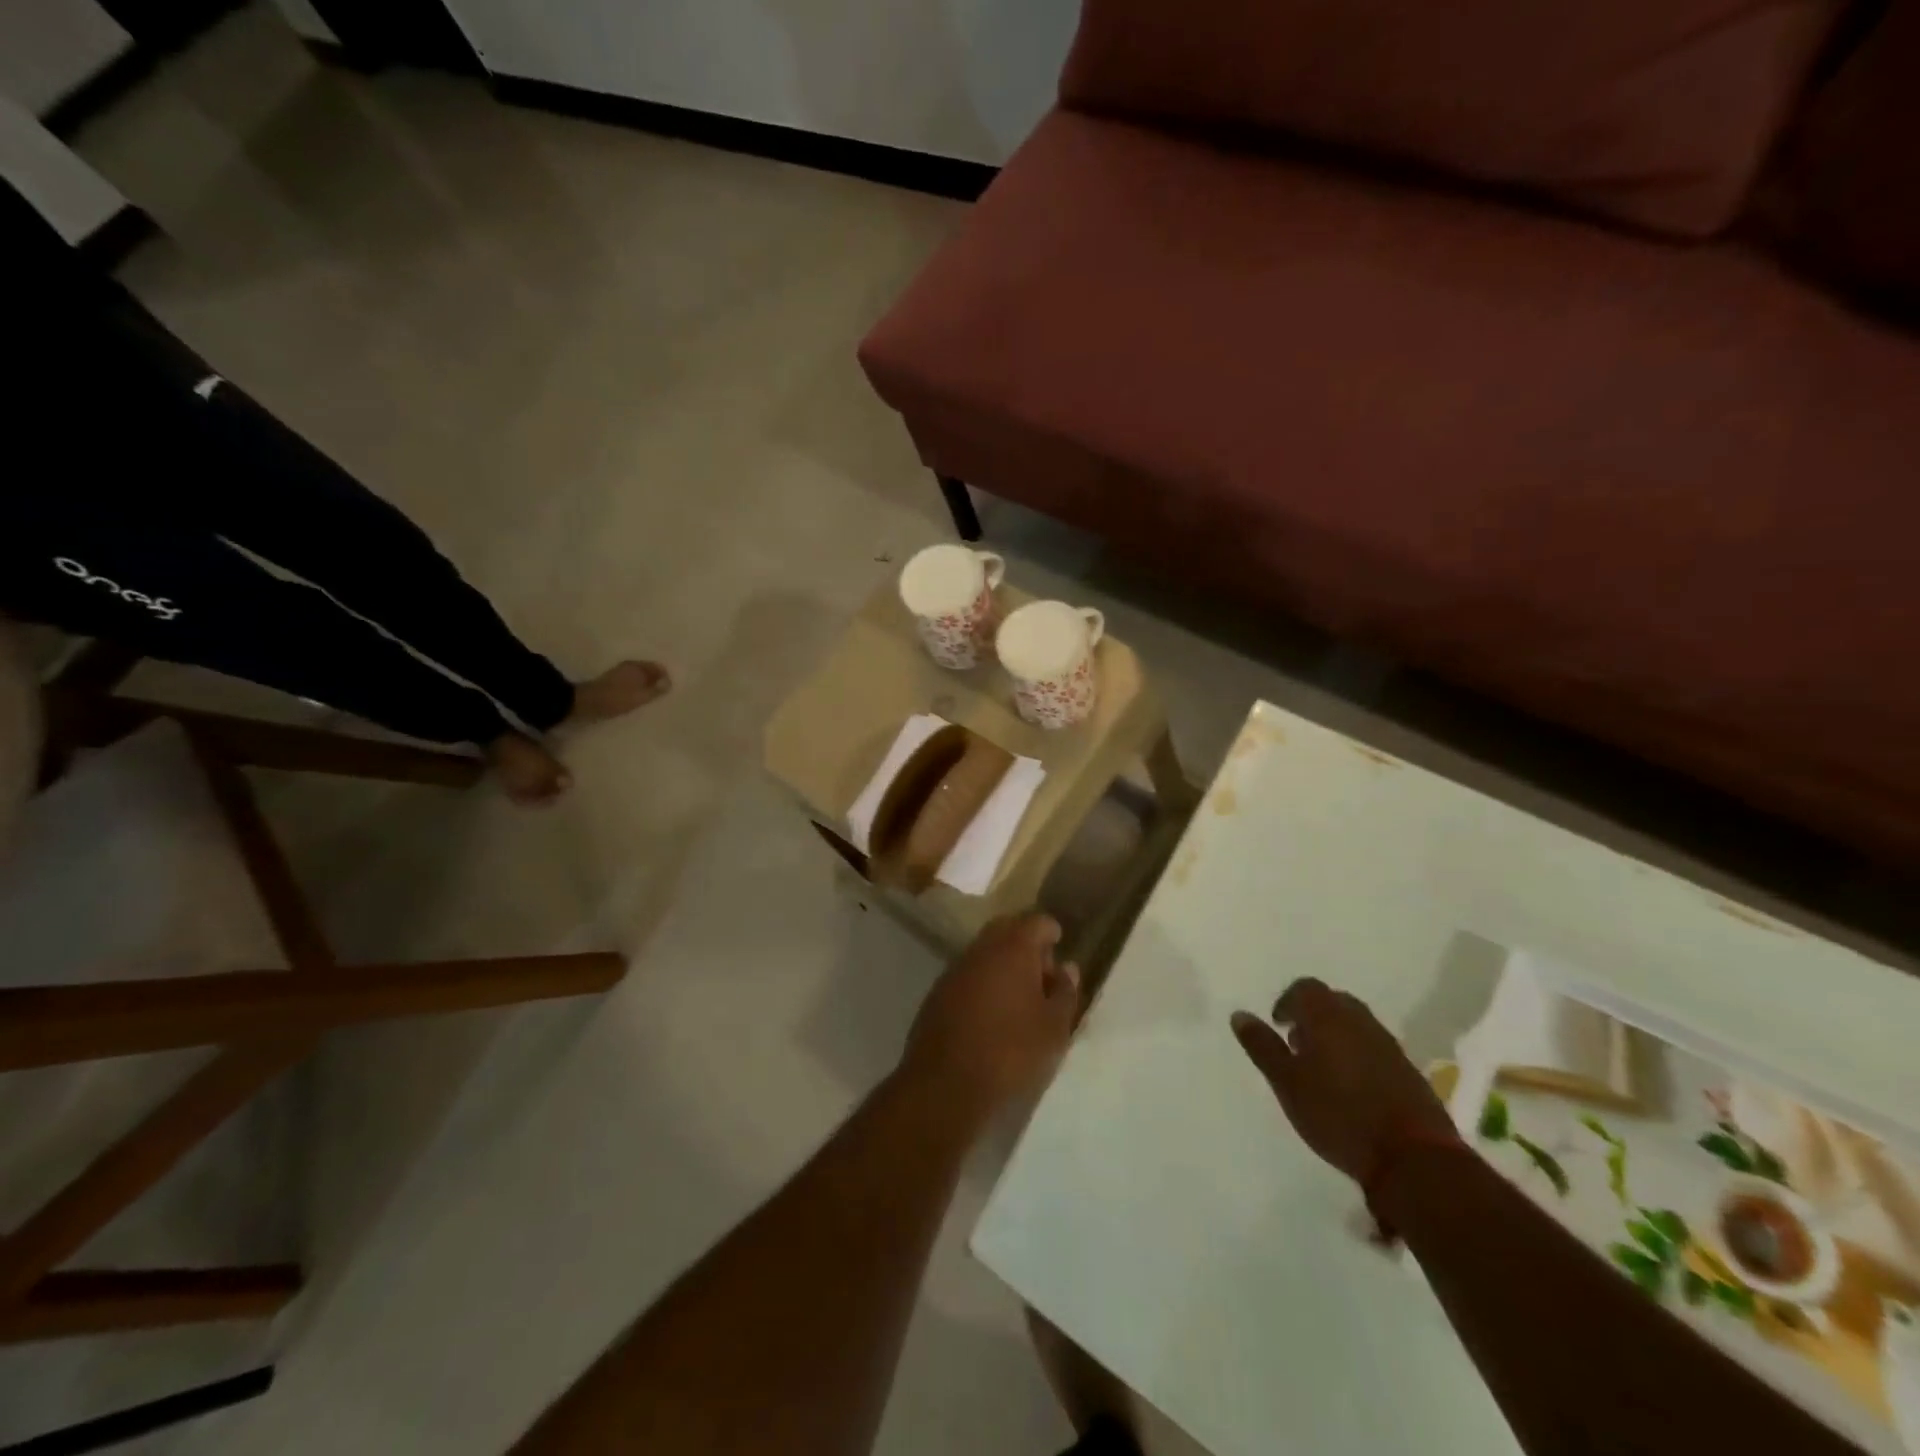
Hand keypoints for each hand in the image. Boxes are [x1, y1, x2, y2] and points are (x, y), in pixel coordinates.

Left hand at [902, 914, 1081, 1126]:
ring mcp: (955, 969)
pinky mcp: (937, 993)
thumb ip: (1065, 992)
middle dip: (1026, 944)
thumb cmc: (1011, 1053)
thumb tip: (1067, 967)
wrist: (945, 1085)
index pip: (1036, 921)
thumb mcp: (1054, 1029)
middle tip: (1043, 974)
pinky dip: (983, 982)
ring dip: (1003, 964)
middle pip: (1007, 931)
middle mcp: (981, 949)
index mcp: (1013, 948)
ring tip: (1020, 997)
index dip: (1051, 932)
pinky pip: (968, 974)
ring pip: (985, 952)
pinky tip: (992, 1012)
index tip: (1060, 948)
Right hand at [1231, 979, 1453, 1186]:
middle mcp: (1361, 1021)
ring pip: (1355, 1025)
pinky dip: (1357, 1054)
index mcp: (1328, 1017)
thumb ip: (1263, 1046)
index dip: (1287, 1002)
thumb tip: (1240, 1015)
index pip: (1305, 988)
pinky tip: (1351, 1087)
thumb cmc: (1337, 1114)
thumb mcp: (1287, 1082)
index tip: (1278, 1025)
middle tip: (1297, 1045)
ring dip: (1336, 1035)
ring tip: (1321, 1068)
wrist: (1412, 1158)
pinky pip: (1374, 1047)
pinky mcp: (1408, 1071)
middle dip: (1312, 1016)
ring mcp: (1389, 1045)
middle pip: (1332, 1002)